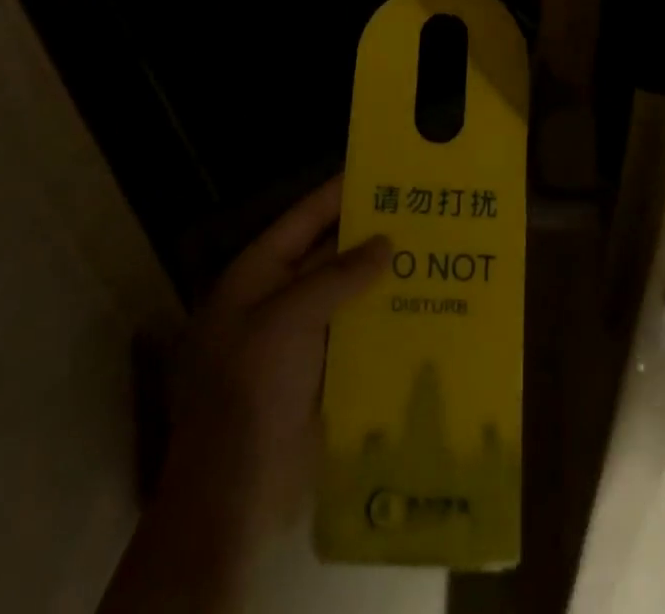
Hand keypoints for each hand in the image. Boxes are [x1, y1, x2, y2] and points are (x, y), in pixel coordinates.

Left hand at [136, 179, 389, 606]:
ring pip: (346, 294)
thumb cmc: (249, 391)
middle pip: (327, 254)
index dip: (336, 193)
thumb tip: (384, 243)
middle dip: (368, 235)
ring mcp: (298, 339)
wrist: (233, 495)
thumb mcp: (286, 321)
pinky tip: (422, 307)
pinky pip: (355, 333)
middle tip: (418, 210)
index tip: (377, 169)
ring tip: (431, 252)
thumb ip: (335, 277)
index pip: (302, 219)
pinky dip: (383, 319)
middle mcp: (276, 300)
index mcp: (256, 276)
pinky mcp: (320, 373)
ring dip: (381, 278)